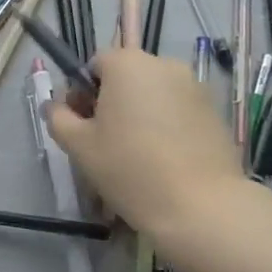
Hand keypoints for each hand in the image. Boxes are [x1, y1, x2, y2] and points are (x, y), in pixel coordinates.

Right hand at [48, 48, 245, 250]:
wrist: (202, 207)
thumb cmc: (130, 169)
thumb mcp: (79, 146)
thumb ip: (59, 117)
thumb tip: (56, 107)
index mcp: (126, 64)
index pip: (95, 64)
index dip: (83, 92)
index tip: (84, 125)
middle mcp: (162, 64)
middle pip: (127, 75)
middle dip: (113, 101)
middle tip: (107, 141)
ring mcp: (194, 85)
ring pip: (154, 92)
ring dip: (141, 112)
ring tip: (139, 153)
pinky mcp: (214, 110)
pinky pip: (178, 108)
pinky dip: (168, 124)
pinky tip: (166, 158)